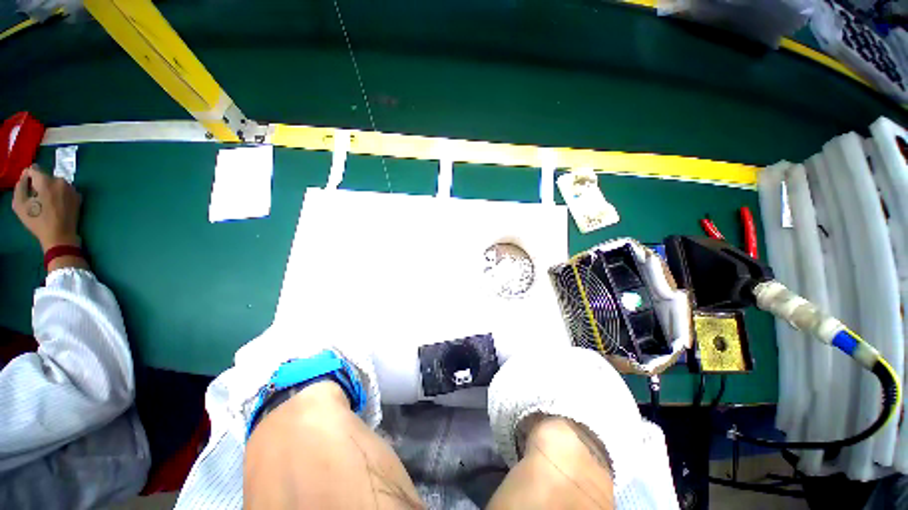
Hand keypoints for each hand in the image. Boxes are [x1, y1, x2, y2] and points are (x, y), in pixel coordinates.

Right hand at [12, 166, 81, 251]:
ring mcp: (71, 188)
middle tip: (37, 199)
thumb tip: (25, 177)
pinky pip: (64, 190)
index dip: (28, 178)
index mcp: (45, 180)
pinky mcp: (78, 196)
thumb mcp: (19, 204)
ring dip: (50, 189)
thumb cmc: (37, 221)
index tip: (27, 188)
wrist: (60, 235)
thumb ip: (20, 186)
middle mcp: (60, 180)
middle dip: (39, 184)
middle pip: (45, 177)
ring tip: (47, 204)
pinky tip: (56, 206)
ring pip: (55, 183)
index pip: (33, 169)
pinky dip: (59, 194)